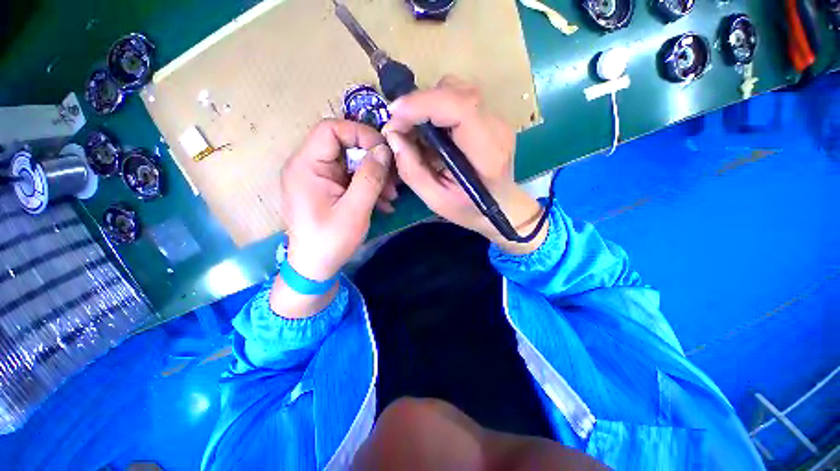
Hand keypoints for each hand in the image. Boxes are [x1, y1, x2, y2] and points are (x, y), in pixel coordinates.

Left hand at [272, 119, 396, 317]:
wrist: (315, 268)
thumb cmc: (330, 242)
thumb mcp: (354, 211)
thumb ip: (370, 178)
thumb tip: (384, 150)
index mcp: (306, 166)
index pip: (331, 129)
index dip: (360, 134)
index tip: (384, 153)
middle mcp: (308, 166)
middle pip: (344, 145)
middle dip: (373, 160)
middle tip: (393, 180)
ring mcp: (318, 178)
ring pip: (351, 163)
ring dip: (374, 176)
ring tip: (391, 196)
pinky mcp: (327, 189)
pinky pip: (351, 178)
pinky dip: (368, 187)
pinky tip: (383, 203)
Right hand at [382, 76, 546, 253]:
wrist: (501, 206)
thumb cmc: (469, 209)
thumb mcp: (436, 200)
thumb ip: (412, 170)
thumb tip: (393, 136)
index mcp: (487, 153)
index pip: (461, 107)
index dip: (423, 103)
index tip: (394, 116)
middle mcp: (496, 128)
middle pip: (456, 91)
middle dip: (420, 103)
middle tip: (400, 126)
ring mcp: (496, 119)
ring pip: (456, 89)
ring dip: (427, 104)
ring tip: (414, 130)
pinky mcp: (489, 117)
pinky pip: (458, 99)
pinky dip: (436, 108)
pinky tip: (430, 131)